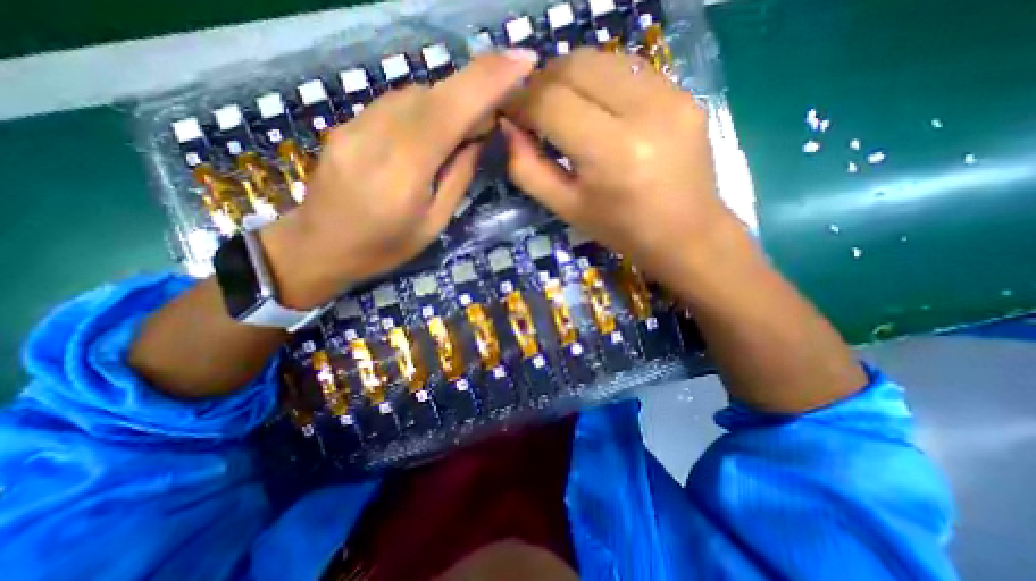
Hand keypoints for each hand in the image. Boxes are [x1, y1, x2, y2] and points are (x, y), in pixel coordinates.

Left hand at [263, 49, 538, 308]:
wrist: (320, 247)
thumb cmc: (385, 247)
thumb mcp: (434, 224)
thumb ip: (458, 177)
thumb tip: (479, 137)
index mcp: (404, 171)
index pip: (449, 111)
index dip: (488, 80)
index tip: (522, 60)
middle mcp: (376, 137)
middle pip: (433, 95)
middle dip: (472, 92)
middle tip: (494, 113)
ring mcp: (354, 125)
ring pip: (413, 95)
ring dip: (447, 103)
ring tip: (462, 130)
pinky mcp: (346, 124)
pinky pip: (394, 104)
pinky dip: (422, 109)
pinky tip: (429, 132)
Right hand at [504, 49, 740, 283]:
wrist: (686, 234)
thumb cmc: (621, 230)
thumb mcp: (566, 208)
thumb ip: (528, 170)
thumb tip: (507, 129)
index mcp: (610, 152)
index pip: (551, 102)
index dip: (520, 102)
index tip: (508, 112)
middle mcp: (644, 112)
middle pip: (575, 66)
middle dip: (542, 82)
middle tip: (532, 109)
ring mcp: (671, 96)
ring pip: (601, 59)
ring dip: (570, 77)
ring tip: (561, 106)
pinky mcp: (685, 93)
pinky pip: (628, 69)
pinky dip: (600, 81)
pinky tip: (596, 107)